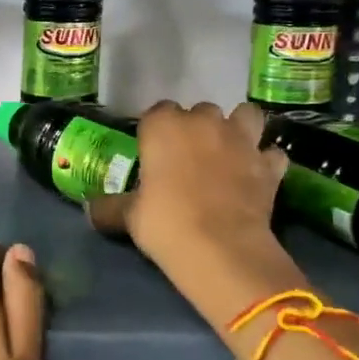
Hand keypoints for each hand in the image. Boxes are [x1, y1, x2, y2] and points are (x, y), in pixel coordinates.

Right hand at [87, 101, 287, 271]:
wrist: (221, 249)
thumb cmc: (165, 223)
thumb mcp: (128, 217)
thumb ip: (109, 207)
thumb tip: (88, 209)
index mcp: (164, 126)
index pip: (158, 111)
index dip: (156, 130)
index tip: (154, 152)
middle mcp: (204, 122)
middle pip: (201, 110)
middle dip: (197, 127)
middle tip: (188, 156)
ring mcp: (242, 140)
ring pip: (246, 115)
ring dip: (239, 127)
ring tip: (229, 150)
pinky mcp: (269, 164)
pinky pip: (271, 153)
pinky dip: (265, 161)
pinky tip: (257, 175)